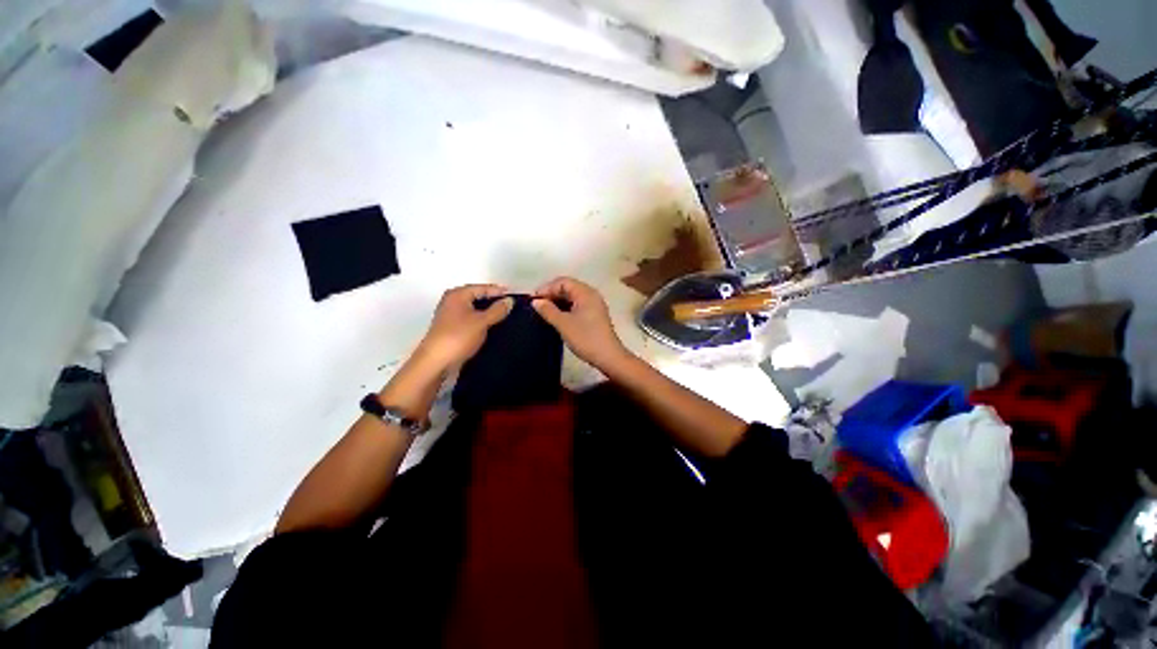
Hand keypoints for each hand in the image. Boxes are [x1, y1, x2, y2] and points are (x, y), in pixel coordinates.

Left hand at [416, 284, 512, 370]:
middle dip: (494, 302)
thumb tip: (509, 301)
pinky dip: (482, 322)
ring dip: (489, 313)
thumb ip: (498, 310)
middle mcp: (452, 301)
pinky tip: (493, 328)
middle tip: (512, 306)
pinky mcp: (452, 329)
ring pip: (475, 310)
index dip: (499, 291)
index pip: (482, 288)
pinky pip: (471, 320)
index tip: (515, 296)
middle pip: (478, 297)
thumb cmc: (458, 337)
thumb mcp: (482, 322)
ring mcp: (451, 316)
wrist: (436, 362)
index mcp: (457, 295)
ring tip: (506, 317)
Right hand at [533, 277, 631, 371]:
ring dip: (558, 302)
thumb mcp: (563, 324)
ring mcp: (594, 305)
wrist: (608, 357)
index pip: (563, 282)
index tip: (533, 300)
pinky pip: (577, 306)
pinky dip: (565, 308)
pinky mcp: (594, 316)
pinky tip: (556, 317)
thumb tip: (535, 301)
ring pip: (572, 297)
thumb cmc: (586, 338)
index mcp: (585, 293)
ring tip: (544, 312)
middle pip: (568, 287)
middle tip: (537, 306)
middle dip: (552, 294)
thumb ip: (548, 310)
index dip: (547, 288)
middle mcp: (591, 295)